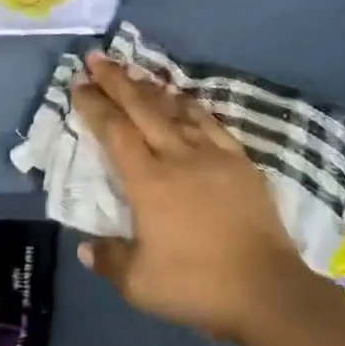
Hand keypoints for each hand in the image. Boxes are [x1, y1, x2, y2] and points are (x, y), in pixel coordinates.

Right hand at [71, 53, 314, 345]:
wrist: (266, 288)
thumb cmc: (198, 285)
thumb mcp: (141, 285)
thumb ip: (109, 260)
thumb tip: (84, 246)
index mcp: (148, 181)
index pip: (114, 132)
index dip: (94, 105)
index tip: (78, 84)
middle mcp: (176, 156)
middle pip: (140, 108)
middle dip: (115, 80)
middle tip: (96, 57)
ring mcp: (210, 153)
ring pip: (173, 109)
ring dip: (149, 88)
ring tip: (132, 70)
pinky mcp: (237, 159)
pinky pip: (208, 121)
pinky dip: (189, 105)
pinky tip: (181, 98)